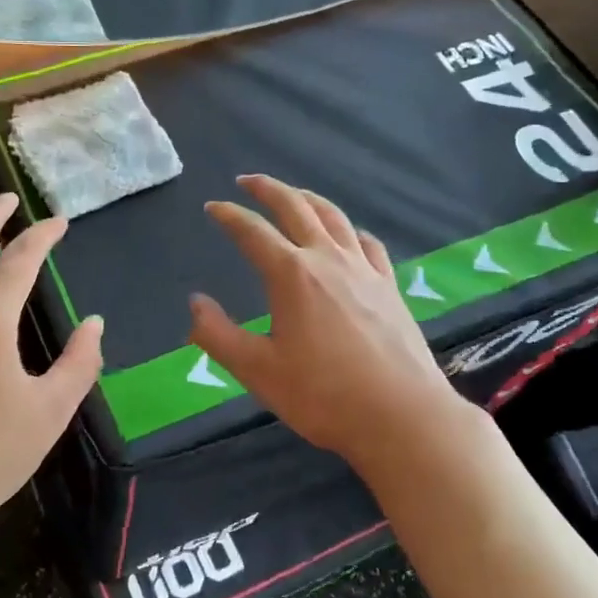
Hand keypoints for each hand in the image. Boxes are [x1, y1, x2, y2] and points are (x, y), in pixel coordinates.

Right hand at [189, 175, 466, 468]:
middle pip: (296, 207)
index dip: (229, 215)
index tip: (212, 207)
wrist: (402, 416)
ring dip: (308, 199)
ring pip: (334, 217)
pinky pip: (368, 243)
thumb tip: (195, 302)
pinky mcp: (389, 286)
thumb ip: (217, 334)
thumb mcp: (257, 370)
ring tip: (294, 195)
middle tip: (248, 181)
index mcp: (291, 274)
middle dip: (268, 189)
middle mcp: (327, 259)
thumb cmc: (323, 395)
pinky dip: (350, 230)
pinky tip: (348, 236)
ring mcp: (364, 269)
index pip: (252, 231)